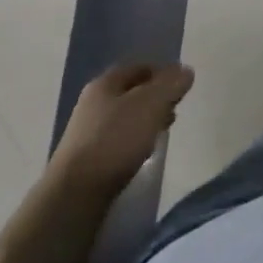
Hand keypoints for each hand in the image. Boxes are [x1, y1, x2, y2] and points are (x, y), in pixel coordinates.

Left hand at [52, 63, 194, 197]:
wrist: (75, 194)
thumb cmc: (116, 140)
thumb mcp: (151, 105)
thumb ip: (171, 84)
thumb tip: (186, 70)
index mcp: (105, 83)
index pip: (140, 67)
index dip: (163, 73)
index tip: (181, 86)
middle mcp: (93, 103)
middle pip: (132, 92)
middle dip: (156, 98)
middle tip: (175, 108)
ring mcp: (87, 132)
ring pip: (126, 117)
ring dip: (146, 120)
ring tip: (163, 131)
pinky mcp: (87, 159)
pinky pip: (118, 140)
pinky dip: (135, 140)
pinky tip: (144, 152)